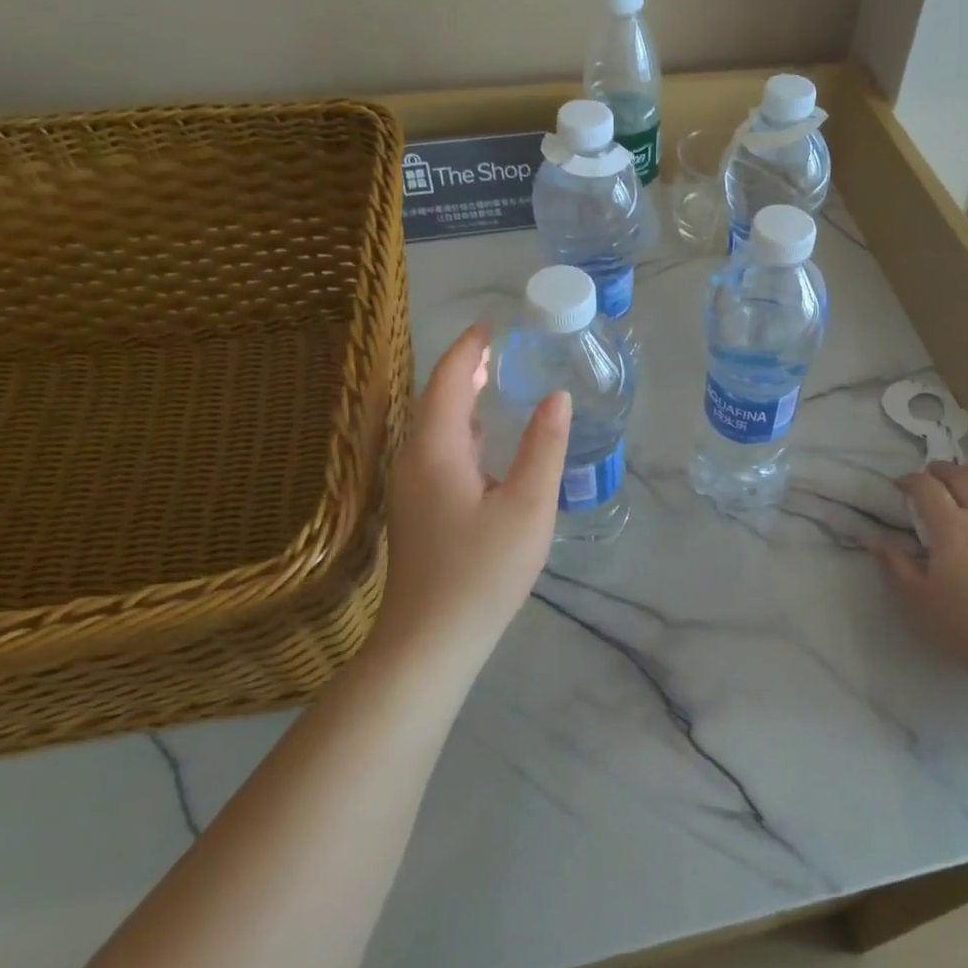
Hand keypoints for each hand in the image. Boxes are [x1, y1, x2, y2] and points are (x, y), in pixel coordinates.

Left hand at [379, 324, 570, 663]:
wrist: (430, 642)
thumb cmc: (482, 571)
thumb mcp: (528, 506)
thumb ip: (544, 446)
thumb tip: (557, 397)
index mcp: (435, 449)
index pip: (447, 381)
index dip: (467, 349)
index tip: (491, 326)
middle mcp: (413, 459)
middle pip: (435, 399)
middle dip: (463, 368)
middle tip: (497, 347)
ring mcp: (410, 487)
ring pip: (433, 426)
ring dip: (460, 398)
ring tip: (492, 380)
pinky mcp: (417, 509)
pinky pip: (436, 449)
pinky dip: (460, 427)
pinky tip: (484, 439)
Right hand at [874, 463, 967, 682]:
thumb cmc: (965, 625)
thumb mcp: (917, 599)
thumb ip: (895, 565)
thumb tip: (875, 541)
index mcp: (953, 527)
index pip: (928, 487)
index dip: (911, 480)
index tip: (899, 486)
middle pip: (964, 476)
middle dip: (942, 470)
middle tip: (927, 477)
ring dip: (967, 483)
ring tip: (954, 494)